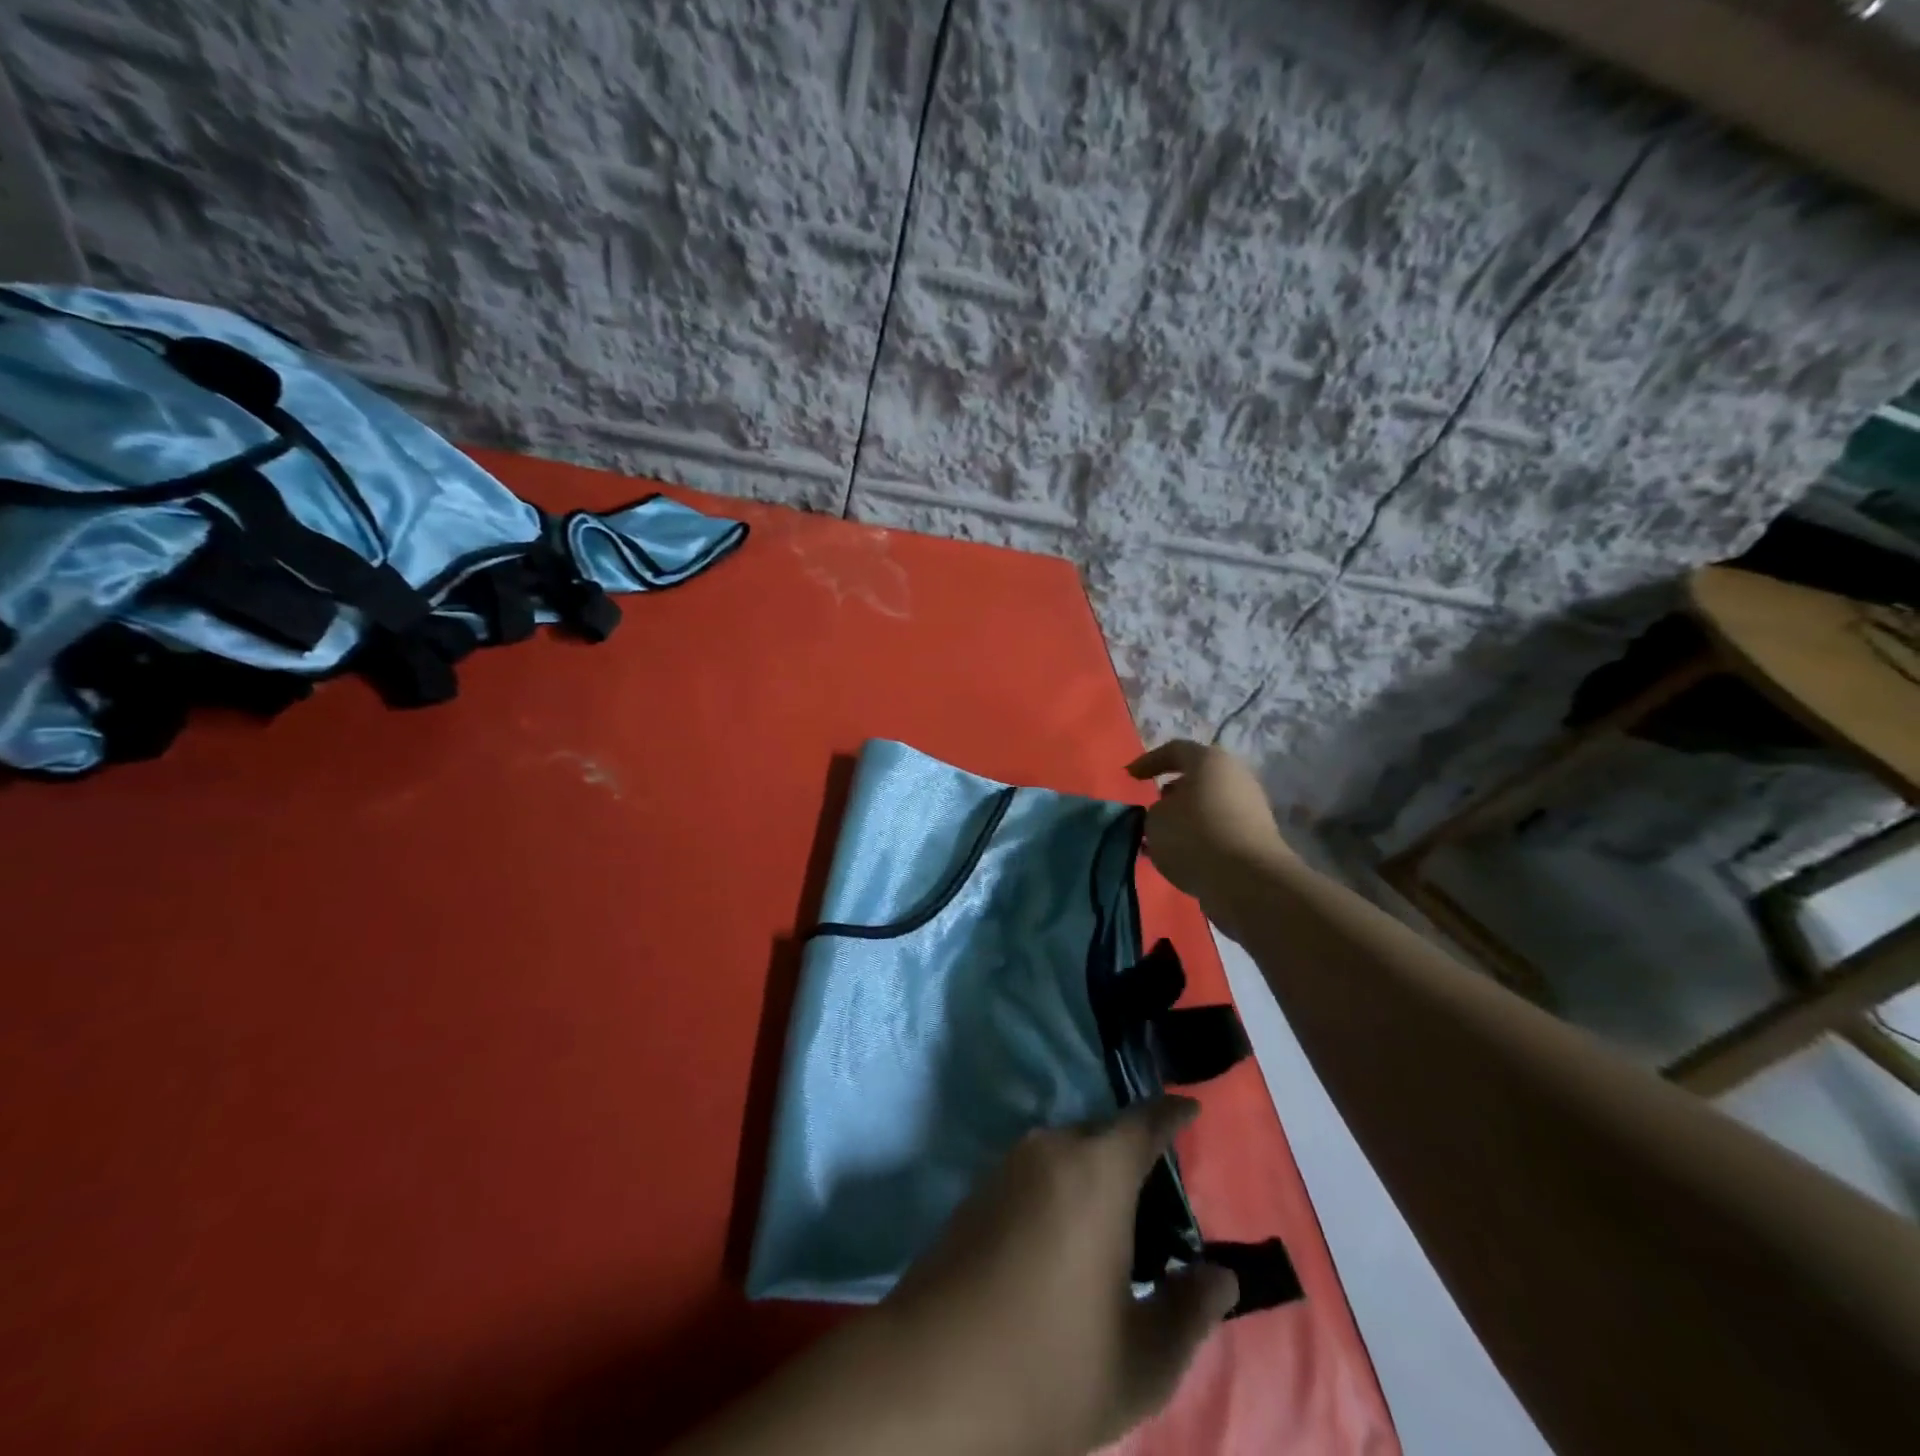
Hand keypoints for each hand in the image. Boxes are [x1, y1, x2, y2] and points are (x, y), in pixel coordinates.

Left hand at [881, 1098, 1238, 1455]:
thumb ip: (1190, 1311)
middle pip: (1105, 1135)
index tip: (1191, 1108)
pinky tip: (1070, 1243)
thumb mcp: (1141, 1362)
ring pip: (1068, 1153)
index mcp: (1095, 1173)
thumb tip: (1220, 1275)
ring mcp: (1008, 1166)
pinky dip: (1064, 1190)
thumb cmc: (1048, 1367)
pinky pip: (1038, 1172)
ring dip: (1096, 1176)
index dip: (1172, 1112)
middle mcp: (1050, 1150)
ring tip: (1120, 1231)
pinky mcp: (979, 1190)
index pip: (1144, 1121)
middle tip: (1163, 1203)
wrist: (927, 1377)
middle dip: (1136, 1155)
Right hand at [1127, 740, 1292, 903]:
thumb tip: (1168, 813)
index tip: (1130, 777)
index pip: (1175, 750)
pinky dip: (1200, 837)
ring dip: (1185, 818)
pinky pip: (1219, 829)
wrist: (1248, 881)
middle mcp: (1235, 776)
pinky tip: (1182, 856)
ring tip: (1162, 839)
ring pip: (1208, 805)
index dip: (1148, 761)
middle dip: (1171, 792)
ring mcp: (1250, 807)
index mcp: (1210, 761)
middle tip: (1151, 809)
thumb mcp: (1155, 819)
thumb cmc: (1194, 836)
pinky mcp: (1256, 837)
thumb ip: (1155, 810)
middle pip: (1196, 777)